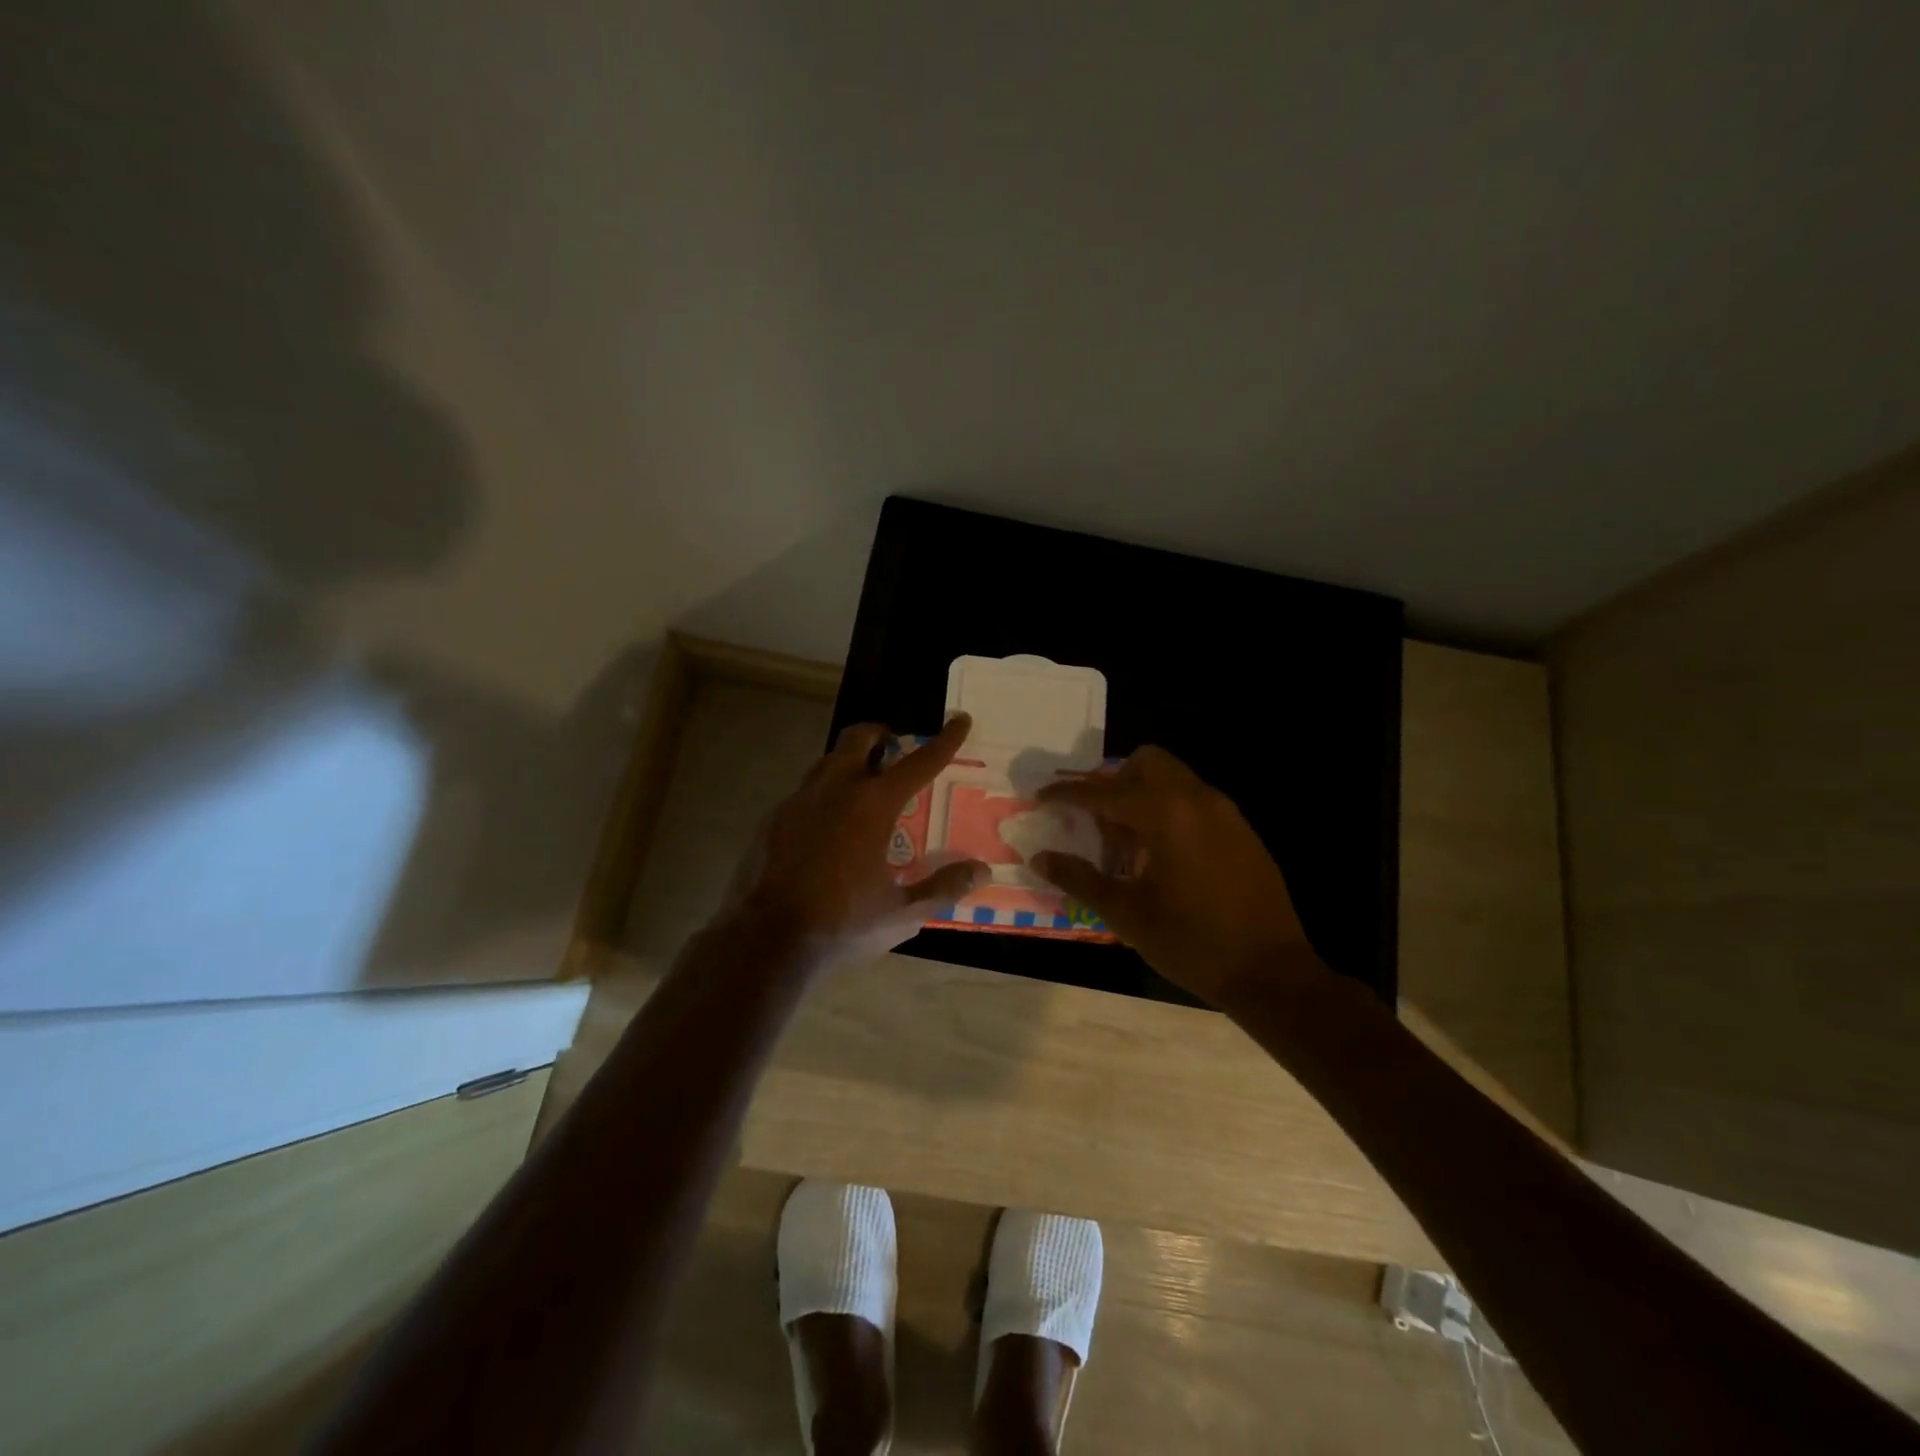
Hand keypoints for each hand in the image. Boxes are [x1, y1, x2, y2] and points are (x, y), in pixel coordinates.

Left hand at [722, 713, 987, 965]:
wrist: (766, 939)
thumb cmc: (842, 923)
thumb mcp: (901, 913)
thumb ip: (943, 888)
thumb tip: (980, 870)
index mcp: (873, 806)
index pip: (918, 763)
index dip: (944, 741)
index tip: (959, 720)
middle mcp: (835, 790)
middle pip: (858, 738)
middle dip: (879, 733)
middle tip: (893, 747)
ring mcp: (798, 801)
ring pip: (827, 761)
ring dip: (849, 761)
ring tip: (862, 785)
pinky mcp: (772, 820)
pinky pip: (805, 792)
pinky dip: (824, 794)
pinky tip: (827, 825)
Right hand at [1032, 746, 1323, 1007]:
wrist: (1273, 972)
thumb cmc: (1192, 942)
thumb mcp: (1127, 914)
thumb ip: (1080, 879)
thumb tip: (1040, 857)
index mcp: (1165, 814)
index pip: (1103, 792)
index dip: (1067, 793)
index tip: (1042, 797)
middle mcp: (1196, 799)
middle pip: (1146, 762)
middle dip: (1114, 780)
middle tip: (1095, 818)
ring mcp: (1225, 812)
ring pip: (1173, 779)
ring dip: (1142, 795)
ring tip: (1126, 842)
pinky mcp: (1242, 830)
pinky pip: (1195, 801)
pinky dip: (1169, 810)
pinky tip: (1162, 856)